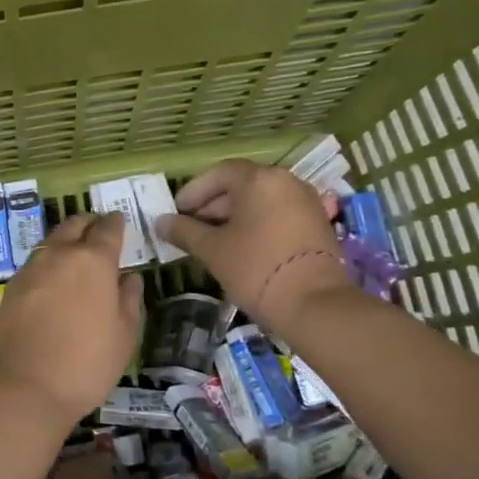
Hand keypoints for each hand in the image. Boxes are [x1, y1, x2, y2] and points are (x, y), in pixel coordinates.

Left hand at [0, 212, 143, 426]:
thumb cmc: (86, 363)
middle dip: (89, 223)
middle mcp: (60, 254)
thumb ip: (129, 300)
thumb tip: (129, 277)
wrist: (23, 386)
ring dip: (66, 240)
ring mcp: (31, 269)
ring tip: (77, 256)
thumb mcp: (124, 335)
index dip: (116, 222)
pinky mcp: (12, 287)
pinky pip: (36, 262)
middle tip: (98, 230)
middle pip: (75, 224)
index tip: (120, 221)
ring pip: (52, 241)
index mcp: (93, 260)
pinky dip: (49, 262)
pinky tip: (55, 280)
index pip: (108, 228)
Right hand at [154, 159, 349, 328]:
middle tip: (191, 227)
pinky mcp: (318, 224)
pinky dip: (258, 224)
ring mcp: (306, 202)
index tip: (176, 212)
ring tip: (214, 240)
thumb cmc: (256, 268)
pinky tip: (243, 247)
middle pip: (242, 184)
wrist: (315, 305)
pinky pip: (279, 214)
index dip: (193, 192)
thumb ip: (184, 231)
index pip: (218, 174)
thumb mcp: (213, 250)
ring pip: (261, 201)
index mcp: (259, 179)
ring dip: (235, 216)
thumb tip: (160, 222)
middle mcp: (286, 181)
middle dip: (213, 204)